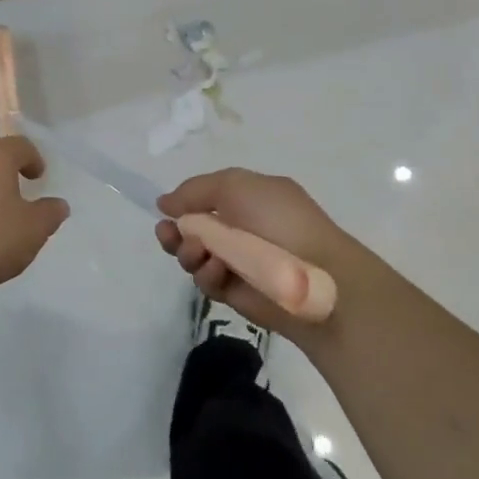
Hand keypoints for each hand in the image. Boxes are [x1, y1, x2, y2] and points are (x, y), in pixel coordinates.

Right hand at [155, 169, 363, 333]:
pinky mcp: (235, 292)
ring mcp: (238, 262)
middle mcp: (241, 229)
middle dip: (175, 232)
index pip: (205, 199)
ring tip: (199, 252)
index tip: (165, 210)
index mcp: (248, 199)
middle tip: (168, 235)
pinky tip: (216, 270)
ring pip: (194, 256)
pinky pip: (207, 281)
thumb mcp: (235, 185)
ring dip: (189, 252)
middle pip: (192, 230)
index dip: (183, 204)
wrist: (313, 275)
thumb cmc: (279, 221)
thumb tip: (164, 203)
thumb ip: (195, 190)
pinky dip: (207, 274)